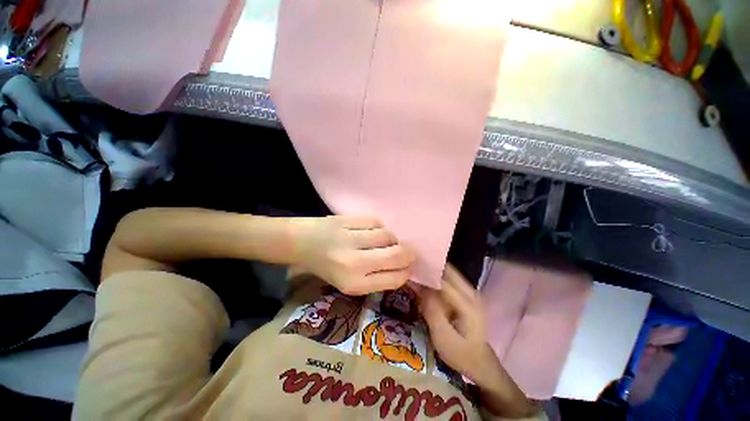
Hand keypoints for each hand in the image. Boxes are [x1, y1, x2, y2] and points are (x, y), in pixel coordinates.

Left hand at [292, 216, 414, 295]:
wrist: (301, 243)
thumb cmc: (326, 267)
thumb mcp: (349, 283)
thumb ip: (375, 278)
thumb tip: (402, 268)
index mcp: (354, 284)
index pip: (394, 279)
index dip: (406, 272)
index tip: (407, 267)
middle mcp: (354, 263)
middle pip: (396, 255)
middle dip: (407, 254)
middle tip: (406, 252)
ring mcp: (350, 239)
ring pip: (388, 236)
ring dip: (392, 239)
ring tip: (385, 241)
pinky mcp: (347, 220)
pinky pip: (376, 222)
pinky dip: (379, 227)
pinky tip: (372, 230)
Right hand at [420, 264, 532, 417]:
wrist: (479, 363)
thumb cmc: (461, 354)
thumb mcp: (443, 337)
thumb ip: (432, 310)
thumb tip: (419, 286)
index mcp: (469, 304)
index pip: (444, 281)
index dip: (426, 274)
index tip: (409, 269)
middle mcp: (471, 292)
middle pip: (448, 271)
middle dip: (429, 267)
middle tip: (410, 266)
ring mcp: (469, 292)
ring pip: (447, 273)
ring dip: (432, 271)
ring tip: (414, 271)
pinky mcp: (465, 294)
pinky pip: (448, 280)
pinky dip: (435, 278)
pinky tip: (423, 280)